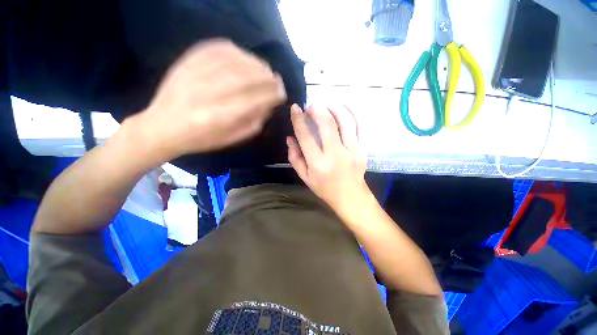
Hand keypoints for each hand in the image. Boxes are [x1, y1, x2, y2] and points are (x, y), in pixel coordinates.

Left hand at [130, 39, 286, 161]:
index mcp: (219, 118)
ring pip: (232, 61)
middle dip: (266, 77)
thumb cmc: (200, 139)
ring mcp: (194, 75)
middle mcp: (207, 94)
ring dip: (254, 63)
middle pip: (244, 77)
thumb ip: (252, 124)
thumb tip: (268, 105)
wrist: (161, 128)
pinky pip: (213, 48)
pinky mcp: (185, 63)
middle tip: (276, 79)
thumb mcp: (230, 139)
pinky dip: (233, 49)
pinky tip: (243, 55)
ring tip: (264, 68)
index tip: (282, 93)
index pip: (253, 101)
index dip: (271, 95)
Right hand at [287, 104, 370, 216]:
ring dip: (334, 108)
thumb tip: (290, 138)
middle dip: (317, 110)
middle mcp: (335, 155)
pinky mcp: (363, 149)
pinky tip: (343, 106)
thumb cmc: (325, 188)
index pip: (306, 137)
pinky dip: (351, 113)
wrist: (351, 197)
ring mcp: (352, 150)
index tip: (295, 108)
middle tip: (311, 107)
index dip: (298, 120)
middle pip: (327, 124)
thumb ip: (295, 157)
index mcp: (318, 164)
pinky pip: (359, 126)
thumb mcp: (305, 177)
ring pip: (345, 121)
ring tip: (325, 105)